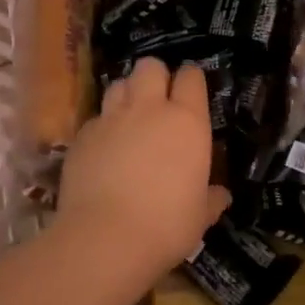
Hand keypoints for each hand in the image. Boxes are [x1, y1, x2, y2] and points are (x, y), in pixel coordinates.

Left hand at [54, 59, 229, 285]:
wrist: (105, 238)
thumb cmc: (166, 225)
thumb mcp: (199, 216)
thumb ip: (211, 199)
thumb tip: (222, 195)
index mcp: (186, 121)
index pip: (191, 77)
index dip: (191, 80)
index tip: (191, 93)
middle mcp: (148, 109)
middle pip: (150, 66)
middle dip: (155, 76)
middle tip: (158, 100)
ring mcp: (111, 119)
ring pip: (118, 84)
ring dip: (127, 94)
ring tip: (130, 119)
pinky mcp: (82, 135)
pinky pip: (96, 118)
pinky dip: (102, 127)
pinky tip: (104, 149)